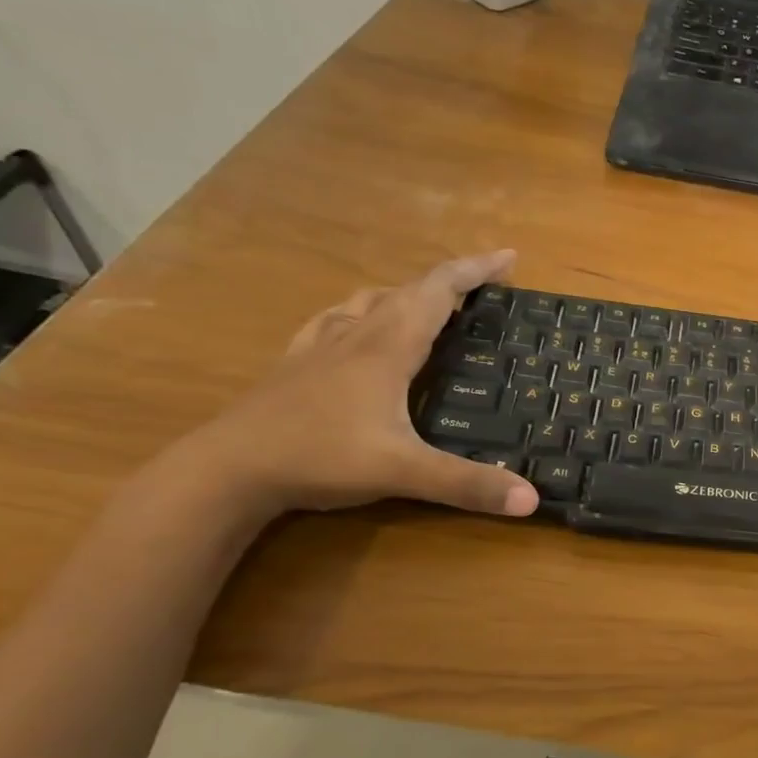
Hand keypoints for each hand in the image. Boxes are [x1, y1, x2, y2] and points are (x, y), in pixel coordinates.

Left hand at [174, 253, 538, 518]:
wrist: (225, 471)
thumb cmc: (319, 458)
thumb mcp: (403, 472)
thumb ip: (468, 484)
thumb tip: (532, 501)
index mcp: (387, 347)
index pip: (438, 291)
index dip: (475, 270)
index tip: (509, 257)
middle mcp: (356, 335)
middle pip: (409, 290)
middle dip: (452, 281)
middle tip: (484, 288)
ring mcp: (319, 347)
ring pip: (370, 301)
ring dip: (406, 294)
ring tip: (429, 306)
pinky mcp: (295, 365)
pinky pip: (335, 320)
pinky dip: (361, 312)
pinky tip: (355, 327)